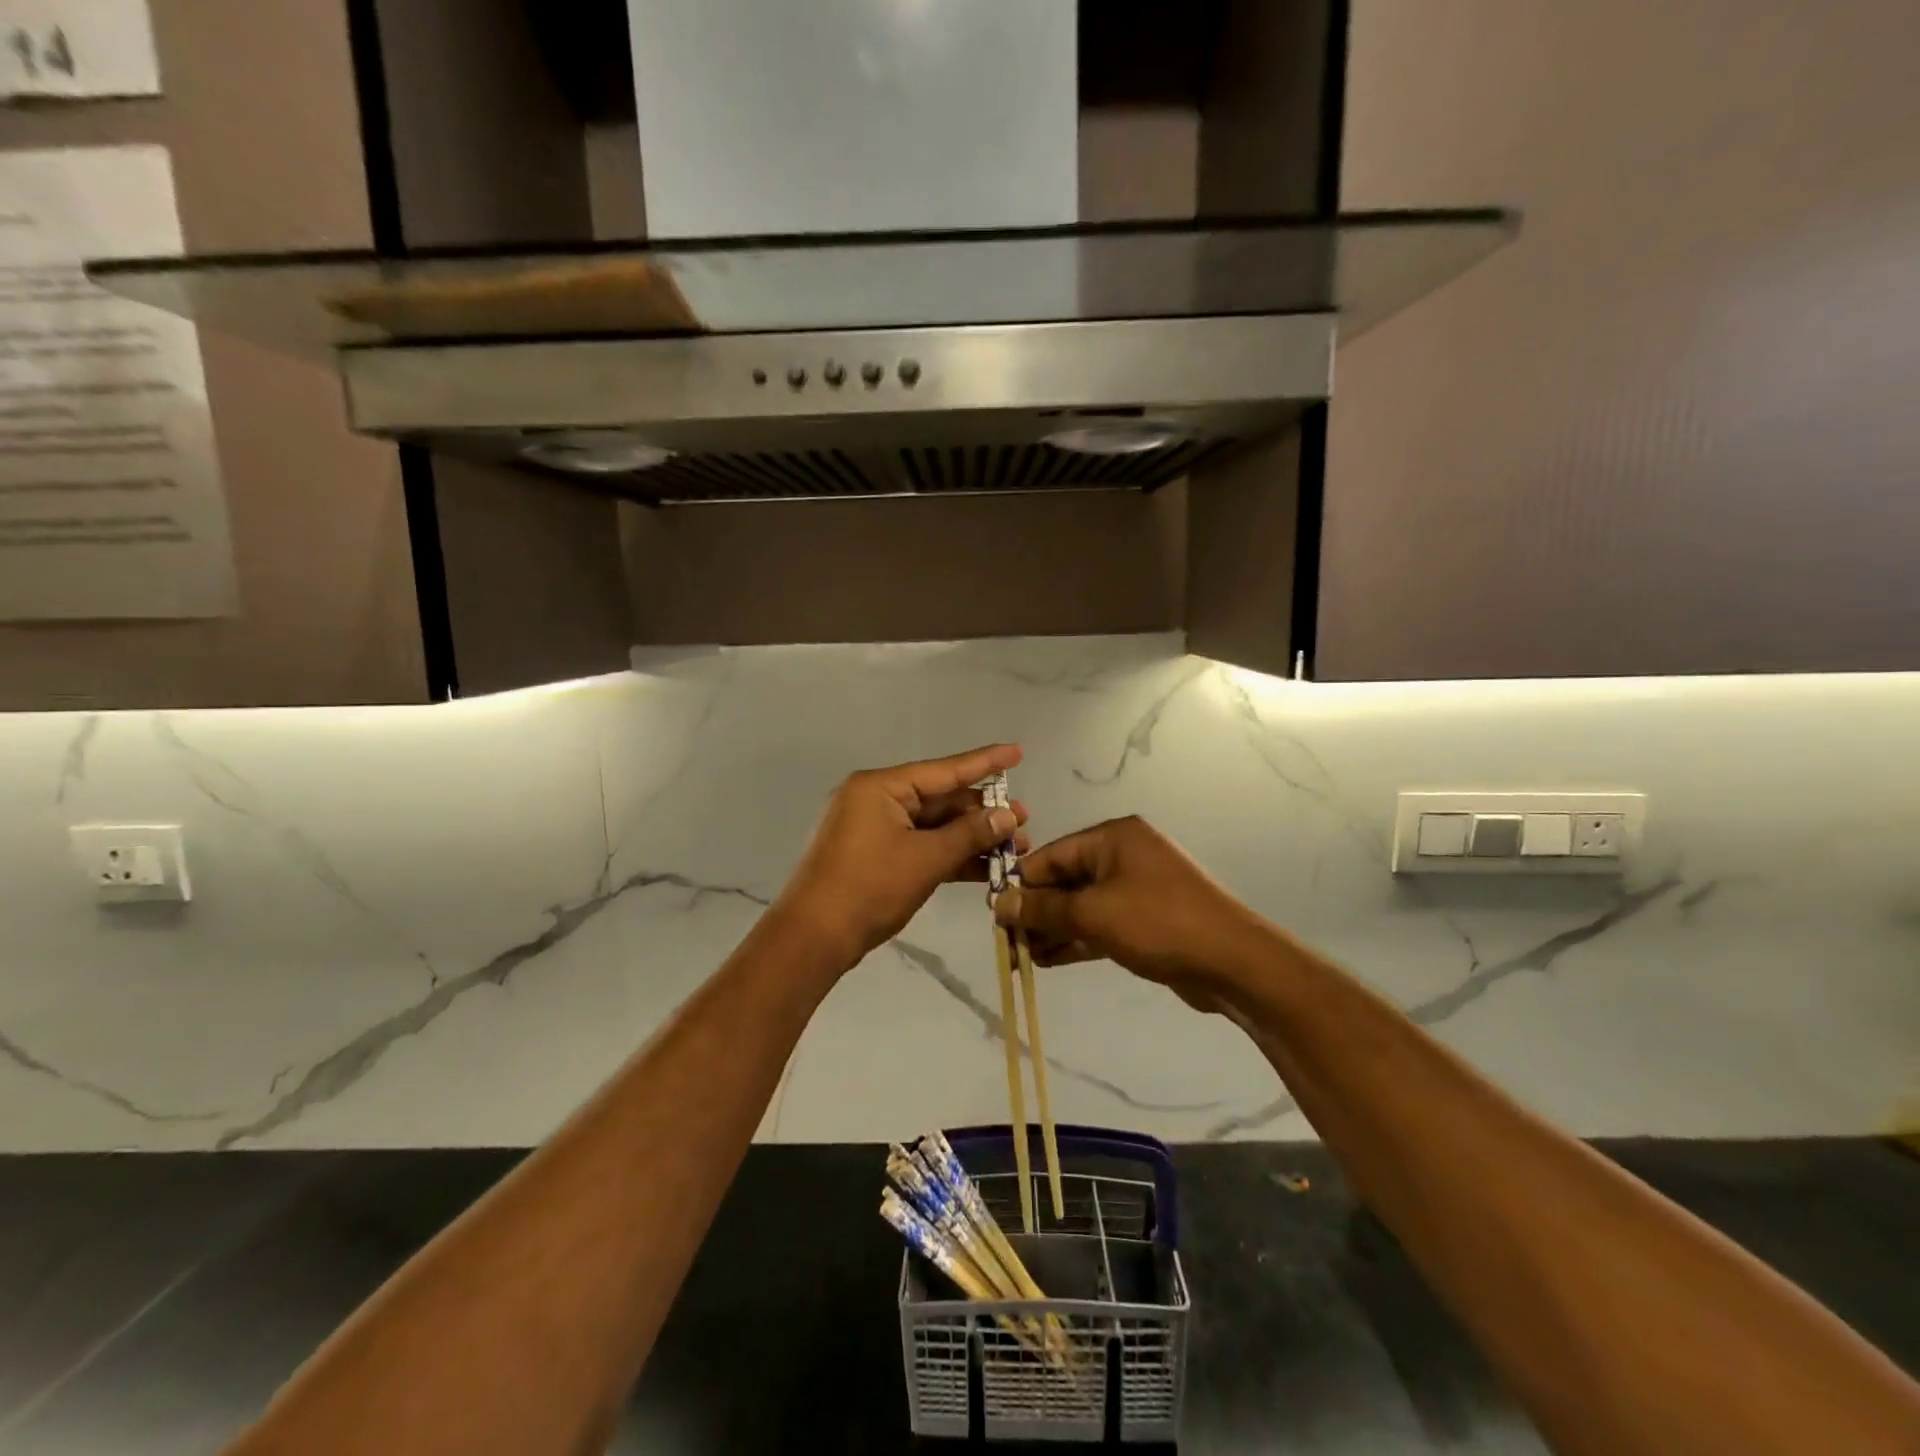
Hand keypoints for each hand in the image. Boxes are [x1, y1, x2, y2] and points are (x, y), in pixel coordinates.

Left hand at [777, 745, 1030, 967]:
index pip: (944, 770)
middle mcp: (876, 800)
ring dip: (971, 838)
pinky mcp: (876, 857)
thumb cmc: (869, 887)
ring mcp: (874, 830)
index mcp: (881, 787)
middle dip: (983, 813)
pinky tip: (985, 867)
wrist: (813, 938)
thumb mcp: (925, 858)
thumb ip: (969, 834)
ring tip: (1015, 847)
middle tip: (1024, 821)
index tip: (1017, 752)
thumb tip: (1007, 816)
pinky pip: (920, 847)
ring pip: (933, 827)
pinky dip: (949, 856)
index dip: (985, 762)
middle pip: (940, 799)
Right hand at [993, 816, 1266, 1006]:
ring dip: (1052, 929)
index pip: (1052, 855)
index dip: (1021, 884)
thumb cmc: (1159, 923)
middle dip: (1036, 911)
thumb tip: (999, 903)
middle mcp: (1123, 856)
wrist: (1232, 962)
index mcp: (1112, 838)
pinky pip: (1100, 923)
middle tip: (1007, 942)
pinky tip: (1047, 961)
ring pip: (1081, 906)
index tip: (995, 913)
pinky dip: (1076, 939)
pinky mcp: (1145, 920)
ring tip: (1021, 958)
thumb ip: (1044, 908)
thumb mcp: (1094, 913)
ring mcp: (1136, 888)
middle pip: (1065, 881)